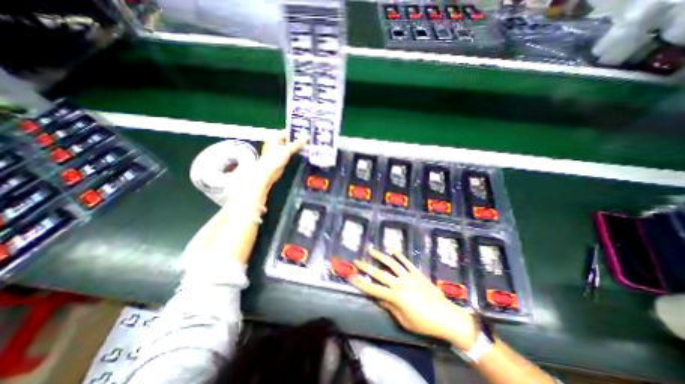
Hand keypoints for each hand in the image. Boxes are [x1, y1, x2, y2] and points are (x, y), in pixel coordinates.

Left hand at [257, 129, 306, 186]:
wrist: (269, 172)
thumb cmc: (275, 159)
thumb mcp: (287, 149)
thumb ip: (297, 143)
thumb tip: (306, 137)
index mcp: (275, 137)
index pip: (287, 131)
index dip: (296, 132)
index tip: (306, 133)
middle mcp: (276, 142)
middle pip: (289, 138)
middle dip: (298, 139)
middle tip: (308, 139)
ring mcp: (279, 150)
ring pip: (290, 145)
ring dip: (298, 146)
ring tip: (307, 145)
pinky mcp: (282, 157)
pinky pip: (290, 152)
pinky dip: (296, 151)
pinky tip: (303, 152)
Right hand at [351, 247, 477, 349]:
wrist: (446, 317)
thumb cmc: (424, 323)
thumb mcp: (404, 320)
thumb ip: (390, 307)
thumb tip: (378, 298)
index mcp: (396, 297)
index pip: (374, 289)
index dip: (361, 283)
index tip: (351, 277)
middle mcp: (400, 283)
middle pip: (380, 273)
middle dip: (367, 267)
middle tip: (357, 261)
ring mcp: (409, 276)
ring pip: (392, 263)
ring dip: (381, 256)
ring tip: (371, 250)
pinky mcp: (417, 272)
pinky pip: (406, 261)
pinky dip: (399, 254)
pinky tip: (392, 249)